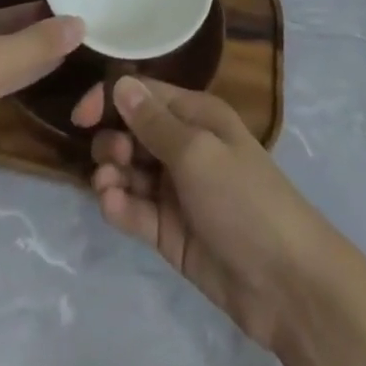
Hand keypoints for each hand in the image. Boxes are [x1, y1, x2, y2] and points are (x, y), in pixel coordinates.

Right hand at [72, 77, 342, 352]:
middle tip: (113, 161)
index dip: (110, 100)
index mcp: (196, 115)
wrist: (285, 282)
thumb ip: (154, 122)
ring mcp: (175, 190)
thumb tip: (120, 83)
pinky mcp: (169, 231)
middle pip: (132, 131)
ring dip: (111, 175)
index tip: (80, 118)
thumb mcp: (197, 152)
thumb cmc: (243, 199)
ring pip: (128, 171)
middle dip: (112, 141)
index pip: (144, 94)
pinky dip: (119, 207)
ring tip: (111, 189)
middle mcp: (184, 146)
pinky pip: (134, 210)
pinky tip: (113, 208)